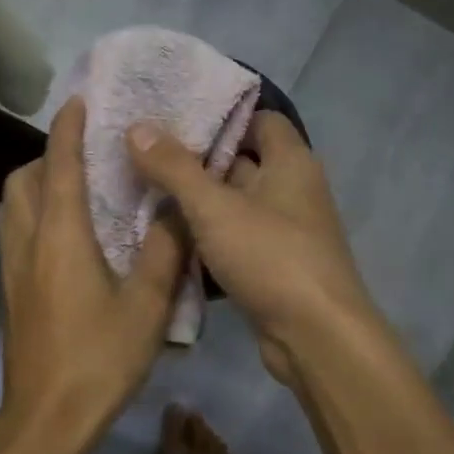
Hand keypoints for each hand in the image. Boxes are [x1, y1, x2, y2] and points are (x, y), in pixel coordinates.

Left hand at [0, 98, 186, 448]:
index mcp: (60, 236)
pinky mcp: (10, 294)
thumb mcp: (147, 306)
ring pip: (11, 208)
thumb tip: (179, 205)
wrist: (47, 418)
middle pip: (21, 181)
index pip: (58, 165)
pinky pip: (14, 234)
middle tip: (86, 157)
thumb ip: (166, 251)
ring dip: (34, 185)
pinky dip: (32, 216)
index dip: (67, 129)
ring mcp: (12, 270)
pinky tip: (65, 238)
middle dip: (46, 156)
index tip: (79, 101)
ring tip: (75, 191)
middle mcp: (28, 243)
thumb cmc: (100, 359)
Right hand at [126, 111, 376, 383]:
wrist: (315, 336)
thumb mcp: (214, 208)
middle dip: (197, 162)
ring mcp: (284, 232)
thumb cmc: (271, 257)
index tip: (175, 120)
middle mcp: (293, 191)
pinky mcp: (273, 267)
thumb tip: (137, 127)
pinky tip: (168, 242)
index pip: (260, 120)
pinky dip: (207, 240)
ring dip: (197, 204)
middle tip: (145, 156)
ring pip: (234, 206)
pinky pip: (235, 241)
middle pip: (242, 163)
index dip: (221, 117)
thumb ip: (174, 167)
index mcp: (291, 162)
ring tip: (145, 195)